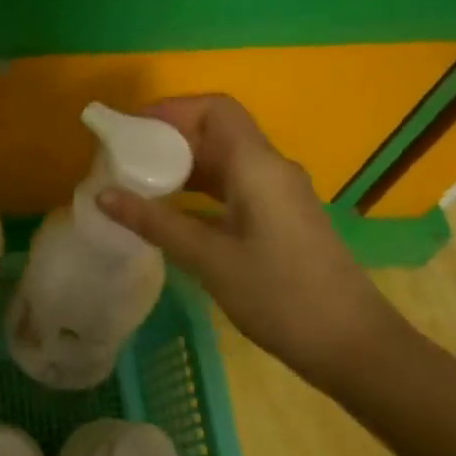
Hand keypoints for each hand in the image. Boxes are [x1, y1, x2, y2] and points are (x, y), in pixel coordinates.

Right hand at [97, 94, 402, 383]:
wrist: (353, 346)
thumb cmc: (280, 296)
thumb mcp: (209, 259)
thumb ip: (155, 222)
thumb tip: (103, 195)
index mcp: (258, 166)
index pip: (215, 109)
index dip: (171, 110)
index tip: (131, 131)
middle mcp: (271, 169)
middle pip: (217, 131)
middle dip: (169, 139)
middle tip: (125, 159)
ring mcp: (279, 194)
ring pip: (225, 160)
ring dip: (184, 165)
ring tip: (140, 184)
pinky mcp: (281, 218)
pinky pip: (234, 186)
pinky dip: (200, 190)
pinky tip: (173, 213)